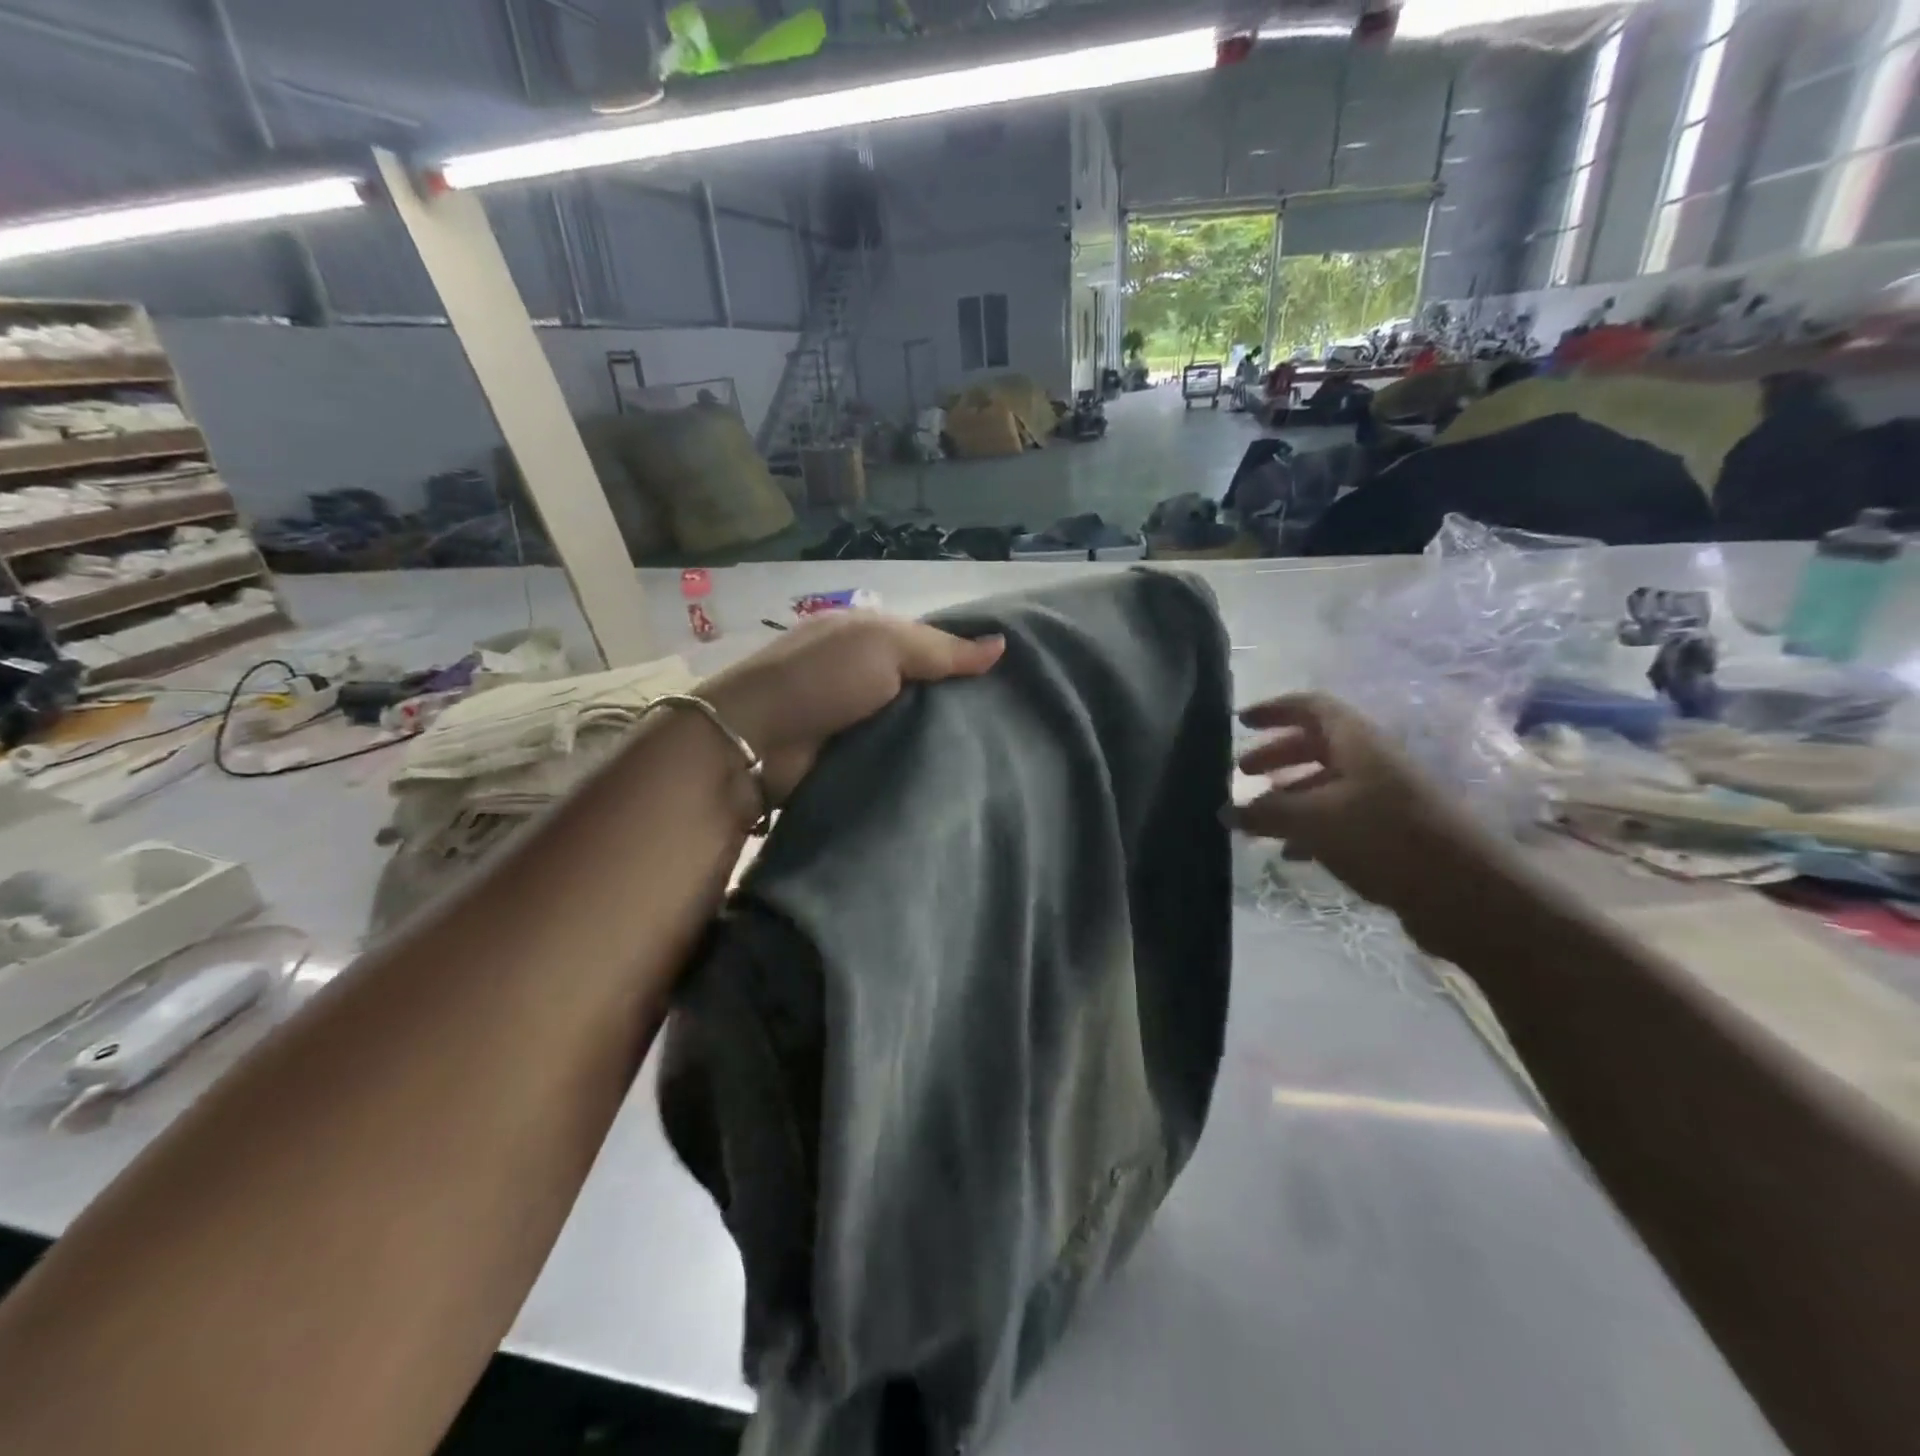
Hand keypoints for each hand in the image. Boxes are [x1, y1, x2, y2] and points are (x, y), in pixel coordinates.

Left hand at [698, 612, 1003, 801]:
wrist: (756, 742)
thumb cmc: (821, 678)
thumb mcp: (885, 646)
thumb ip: (942, 650)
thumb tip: (1002, 645)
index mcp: (866, 636)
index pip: (928, 642)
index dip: (964, 657)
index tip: (1008, 680)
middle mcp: (861, 672)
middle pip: (922, 686)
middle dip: (957, 702)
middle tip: (1009, 723)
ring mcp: (852, 716)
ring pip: (911, 724)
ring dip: (938, 737)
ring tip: (994, 752)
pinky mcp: (848, 756)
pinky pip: (894, 755)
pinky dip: (916, 761)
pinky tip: (955, 772)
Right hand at [1231, 692, 1506, 939]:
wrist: (1465, 893)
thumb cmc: (1383, 837)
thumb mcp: (1314, 820)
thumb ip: (1266, 812)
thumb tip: (1226, 811)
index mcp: (1357, 742)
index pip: (1311, 707)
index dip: (1274, 709)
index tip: (1240, 722)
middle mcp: (1373, 761)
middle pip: (1316, 745)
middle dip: (1277, 756)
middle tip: (1242, 773)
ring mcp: (1386, 797)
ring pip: (1327, 784)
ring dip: (1290, 796)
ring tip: (1258, 819)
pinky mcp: (1392, 832)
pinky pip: (1341, 818)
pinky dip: (1310, 828)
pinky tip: (1290, 853)